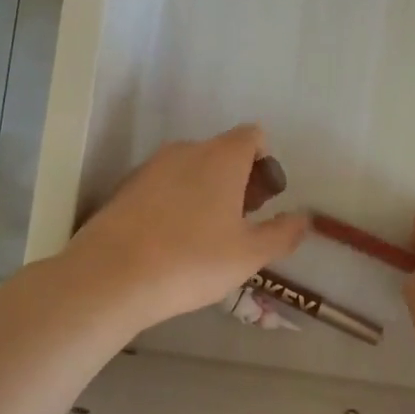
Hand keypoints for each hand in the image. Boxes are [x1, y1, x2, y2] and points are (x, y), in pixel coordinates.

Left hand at [66, 125, 307, 331]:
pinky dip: (176, 202)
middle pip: (222, 152)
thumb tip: (304, 218)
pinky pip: (163, 185)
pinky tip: (172, 241)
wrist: (111, 277)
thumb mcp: (249, 254)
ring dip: (206, 191)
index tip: (263, 201)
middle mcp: (186, 150)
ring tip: (206, 236)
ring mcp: (151, 167)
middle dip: (238, 180)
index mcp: (222, 157)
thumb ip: (282, 234)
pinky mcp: (125, 188)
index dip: (265, 163)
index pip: (253, 136)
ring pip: (191, 169)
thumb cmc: (192, 260)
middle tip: (240, 223)